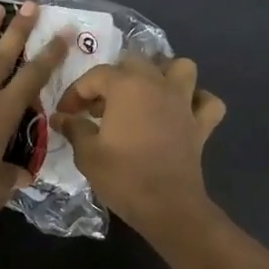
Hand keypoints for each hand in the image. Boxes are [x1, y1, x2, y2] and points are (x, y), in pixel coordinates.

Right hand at [52, 55, 225, 232]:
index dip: (76, 92)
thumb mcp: (87, 154)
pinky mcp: (201, 124)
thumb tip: (61, 117)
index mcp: (127, 86)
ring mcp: (184, 102)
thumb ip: (74, 128)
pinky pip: (207, 102)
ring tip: (145, 93)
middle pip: (135, 62)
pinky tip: (183, 112)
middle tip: (99, 106)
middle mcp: (158, 84)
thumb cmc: (123, 177)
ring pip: (181, 68)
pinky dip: (197, 101)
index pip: (95, 76)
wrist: (166, 206)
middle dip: (113, 79)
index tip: (65, 113)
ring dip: (163, 74)